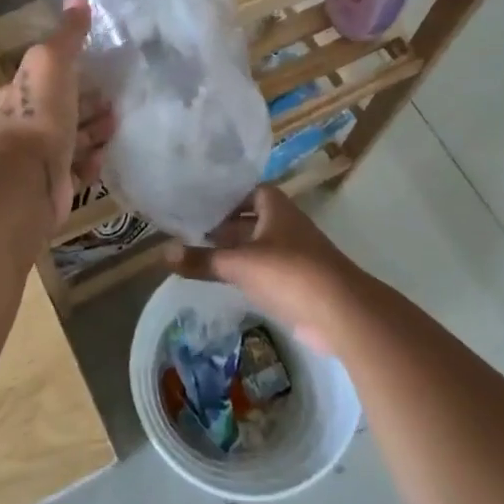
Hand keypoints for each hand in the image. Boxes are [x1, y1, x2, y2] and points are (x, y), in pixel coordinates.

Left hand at [0, 0, 115, 228]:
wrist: (29, 177)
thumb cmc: (40, 113)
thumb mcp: (53, 61)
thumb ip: (68, 33)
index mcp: (23, 92)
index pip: (46, 78)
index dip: (68, 73)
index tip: (97, 70)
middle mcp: (28, 124)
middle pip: (62, 110)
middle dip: (87, 104)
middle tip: (115, 100)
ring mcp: (41, 157)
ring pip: (72, 140)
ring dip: (94, 131)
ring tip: (116, 124)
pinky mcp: (56, 184)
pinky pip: (78, 171)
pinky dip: (91, 163)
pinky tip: (103, 156)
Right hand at [164, 185, 364, 352]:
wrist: (341, 312)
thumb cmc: (289, 273)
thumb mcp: (239, 264)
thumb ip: (202, 259)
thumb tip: (162, 252)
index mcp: (277, 208)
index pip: (251, 191)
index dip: (228, 197)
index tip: (200, 205)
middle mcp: (287, 226)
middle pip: (253, 219)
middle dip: (226, 225)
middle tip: (191, 231)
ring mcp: (296, 255)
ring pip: (260, 246)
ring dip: (237, 251)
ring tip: (202, 255)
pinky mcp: (300, 282)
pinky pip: (268, 271)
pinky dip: (249, 273)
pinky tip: (228, 281)